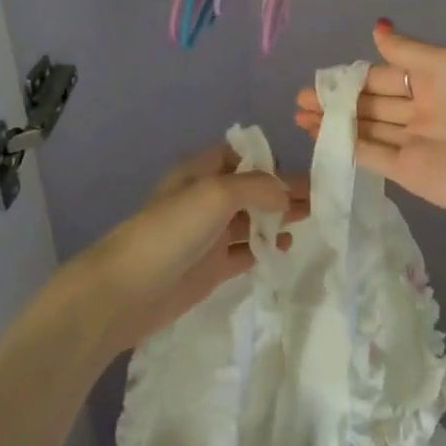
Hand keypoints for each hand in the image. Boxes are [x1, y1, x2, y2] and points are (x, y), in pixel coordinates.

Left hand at [74, 145, 308, 354]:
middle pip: (251, 188)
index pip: (240, 155)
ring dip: (278, 218)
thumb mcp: (217, 193)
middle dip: (281, 190)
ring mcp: (208, 234)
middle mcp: (205, 198)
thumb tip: (287, 193)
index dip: (267, 160)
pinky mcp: (211, 266)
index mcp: (200, 171)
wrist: (127, 290)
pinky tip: (285, 247)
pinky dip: (266, 247)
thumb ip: (258, 187)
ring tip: (310, 221)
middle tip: (319, 199)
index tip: (298, 171)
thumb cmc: (171, 230)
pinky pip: (245, 251)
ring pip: (251, 219)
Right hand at [294, 20, 445, 230]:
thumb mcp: (443, 65)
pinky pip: (370, 154)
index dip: (353, 76)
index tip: (320, 77)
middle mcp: (420, 109)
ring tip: (299, 115)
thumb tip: (376, 27)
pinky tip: (318, 136)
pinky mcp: (406, 172)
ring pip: (366, 128)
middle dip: (336, 100)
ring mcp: (412, 142)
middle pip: (370, 103)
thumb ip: (405, 50)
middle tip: (299, 98)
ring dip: (334, 121)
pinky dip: (344, 145)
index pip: (383, 75)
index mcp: (432, 80)